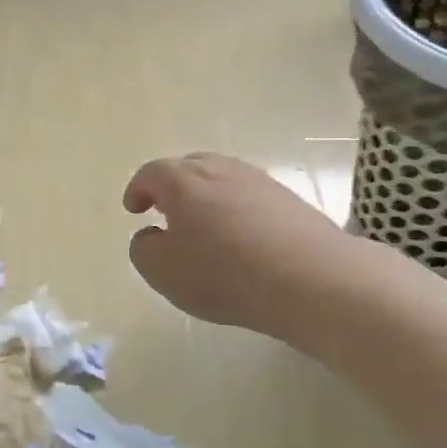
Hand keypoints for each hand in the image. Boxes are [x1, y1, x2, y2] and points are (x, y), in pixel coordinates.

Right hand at [123, 152, 369, 338]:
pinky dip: (237, 211)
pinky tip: (241, 240)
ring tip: (204, 227)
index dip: (138, 190)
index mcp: (183, 180)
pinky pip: (250, 198)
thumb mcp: (162, 270)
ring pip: (223, 180)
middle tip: (166, 211)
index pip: (151, 173)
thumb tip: (151, 236)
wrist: (313, 280)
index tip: (134, 209)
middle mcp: (221, 170)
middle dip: (172, 186)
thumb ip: (144, 249)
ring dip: (207, 198)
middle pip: (189, 167)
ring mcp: (260, 182)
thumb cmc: (224, 273)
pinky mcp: (290, 201)